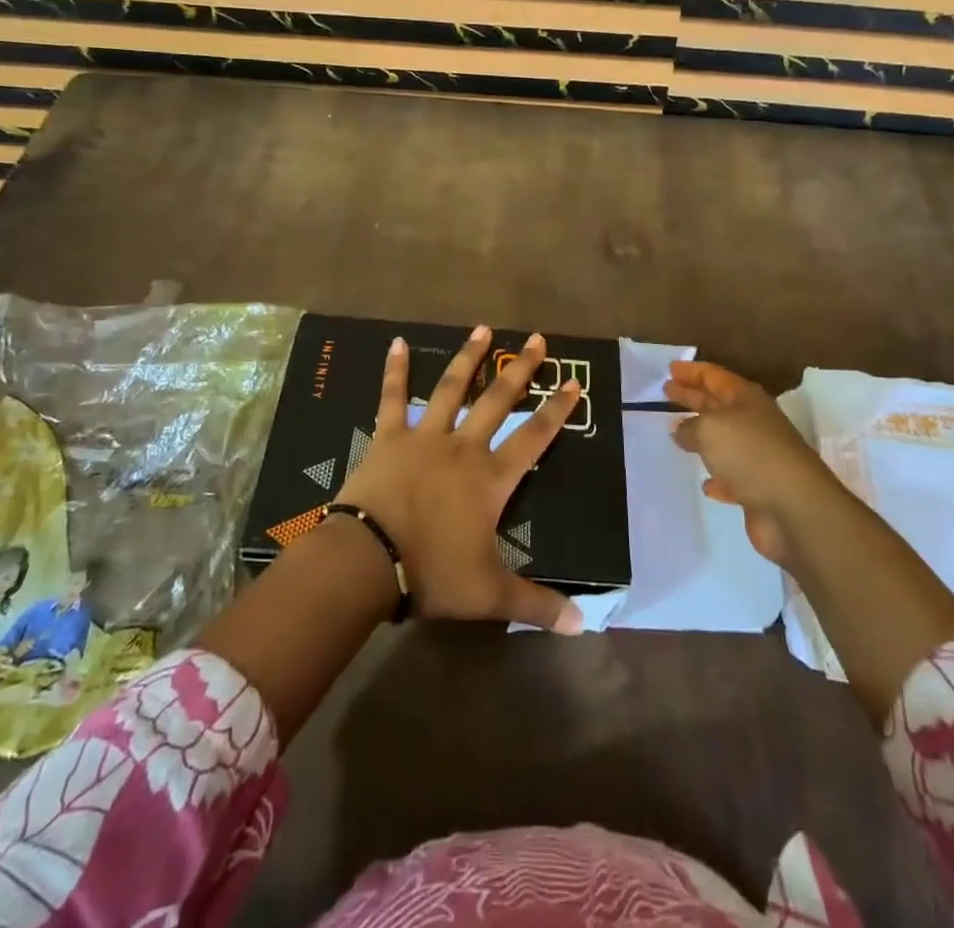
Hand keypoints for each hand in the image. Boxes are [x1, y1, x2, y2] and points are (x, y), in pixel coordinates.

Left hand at [335, 325, 583, 633]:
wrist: (368, 561)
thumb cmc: (432, 573)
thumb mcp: (490, 595)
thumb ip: (537, 605)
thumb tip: (585, 625)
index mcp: (490, 479)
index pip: (534, 437)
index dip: (557, 411)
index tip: (574, 384)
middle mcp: (463, 447)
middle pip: (498, 400)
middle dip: (520, 369)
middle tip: (536, 338)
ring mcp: (424, 436)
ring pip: (452, 388)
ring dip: (469, 358)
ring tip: (483, 329)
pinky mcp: (388, 436)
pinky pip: (393, 397)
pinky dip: (396, 370)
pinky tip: (397, 342)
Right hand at [664, 359, 836, 566]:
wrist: (795, 508)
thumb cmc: (750, 454)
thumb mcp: (710, 429)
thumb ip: (689, 426)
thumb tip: (680, 429)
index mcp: (745, 399)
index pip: (714, 376)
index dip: (692, 371)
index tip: (670, 368)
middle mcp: (753, 423)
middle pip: (717, 403)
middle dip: (692, 396)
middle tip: (666, 391)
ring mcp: (758, 457)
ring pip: (722, 440)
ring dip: (701, 435)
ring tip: (676, 432)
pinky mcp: (759, 489)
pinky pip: (732, 478)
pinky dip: (718, 478)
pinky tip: (706, 484)